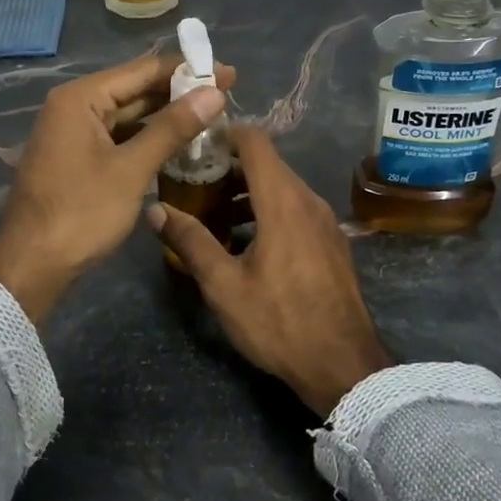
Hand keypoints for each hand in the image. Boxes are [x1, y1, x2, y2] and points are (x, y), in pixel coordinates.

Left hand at [0, 52, 234, 324]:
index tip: (228, 73)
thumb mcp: (131, 169)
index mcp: (81, 98)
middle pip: (135, 89)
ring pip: (128, 114)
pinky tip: (178, 141)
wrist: (31, 265)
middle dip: (179, 92)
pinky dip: (147, 136)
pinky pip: (118, 136)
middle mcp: (74, 106)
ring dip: (166, 115)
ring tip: (211, 114)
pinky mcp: (77, 156)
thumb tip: (214, 93)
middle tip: (227, 93)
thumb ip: (172, 128)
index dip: (187, 70)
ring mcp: (74, 132)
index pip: (142, 70)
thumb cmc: (80, 213)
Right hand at [146, 125, 391, 415]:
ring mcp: (325, 221)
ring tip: (214, 213)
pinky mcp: (332, 242)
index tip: (196, 145)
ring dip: (249, 191)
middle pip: (268, 163)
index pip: (255, 142)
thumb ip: (190, 241)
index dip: (225, 134)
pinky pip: (296, 209)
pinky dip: (268, 209)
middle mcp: (308, 200)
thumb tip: (156, 209)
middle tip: (195, 183)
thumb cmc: (280, 321)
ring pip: (283, 187)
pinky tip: (247, 241)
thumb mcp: (224, 285)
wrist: (344, 365)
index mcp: (283, 201)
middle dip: (230, 166)